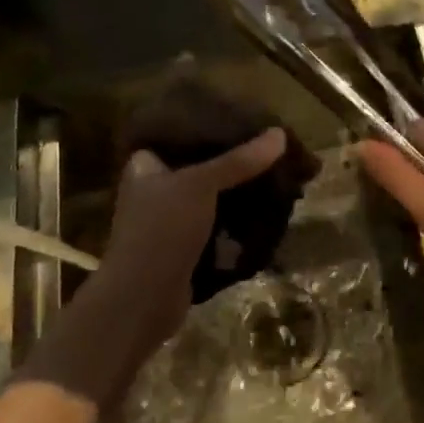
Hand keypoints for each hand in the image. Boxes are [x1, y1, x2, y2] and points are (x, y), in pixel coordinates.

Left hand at [23, 129, 286, 400]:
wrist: (143, 298)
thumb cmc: (162, 230)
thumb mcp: (200, 185)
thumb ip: (238, 160)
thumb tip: (280, 134)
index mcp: (145, 166)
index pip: (180, 135)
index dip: (210, 127)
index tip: (245, 124)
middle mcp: (154, 190)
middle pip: (200, 167)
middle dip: (233, 164)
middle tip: (269, 153)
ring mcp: (169, 221)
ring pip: (211, 198)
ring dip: (238, 194)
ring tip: (274, 179)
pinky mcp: (184, 248)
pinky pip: (216, 226)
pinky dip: (236, 222)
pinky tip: (264, 213)